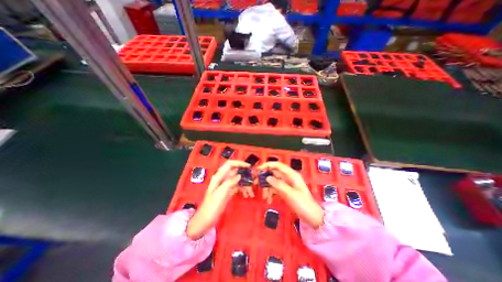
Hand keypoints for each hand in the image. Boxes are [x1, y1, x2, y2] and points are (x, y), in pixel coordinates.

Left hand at [185, 160, 250, 238]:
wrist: (205, 221)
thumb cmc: (211, 207)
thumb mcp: (220, 194)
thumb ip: (229, 182)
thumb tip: (239, 175)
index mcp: (219, 176)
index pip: (229, 164)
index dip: (239, 163)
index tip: (249, 167)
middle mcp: (223, 179)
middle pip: (235, 171)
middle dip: (245, 174)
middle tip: (254, 180)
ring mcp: (226, 185)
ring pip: (238, 180)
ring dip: (245, 184)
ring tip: (251, 192)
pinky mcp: (228, 191)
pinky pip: (238, 187)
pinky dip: (243, 189)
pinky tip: (247, 195)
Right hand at [257, 162, 323, 227]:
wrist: (312, 217)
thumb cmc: (303, 204)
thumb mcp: (290, 194)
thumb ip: (278, 184)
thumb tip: (267, 177)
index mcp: (291, 175)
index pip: (278, 165)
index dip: (268, 165)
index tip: (258, 169)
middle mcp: (288, 177)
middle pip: (274, 173)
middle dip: (265, 177)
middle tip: (256, 183)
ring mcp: (286, 184)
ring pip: (273, 181)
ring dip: (267, 188)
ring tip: (264, 197)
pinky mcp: (285, 191)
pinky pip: (275, 188)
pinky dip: (271, 193)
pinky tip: (269, 200)